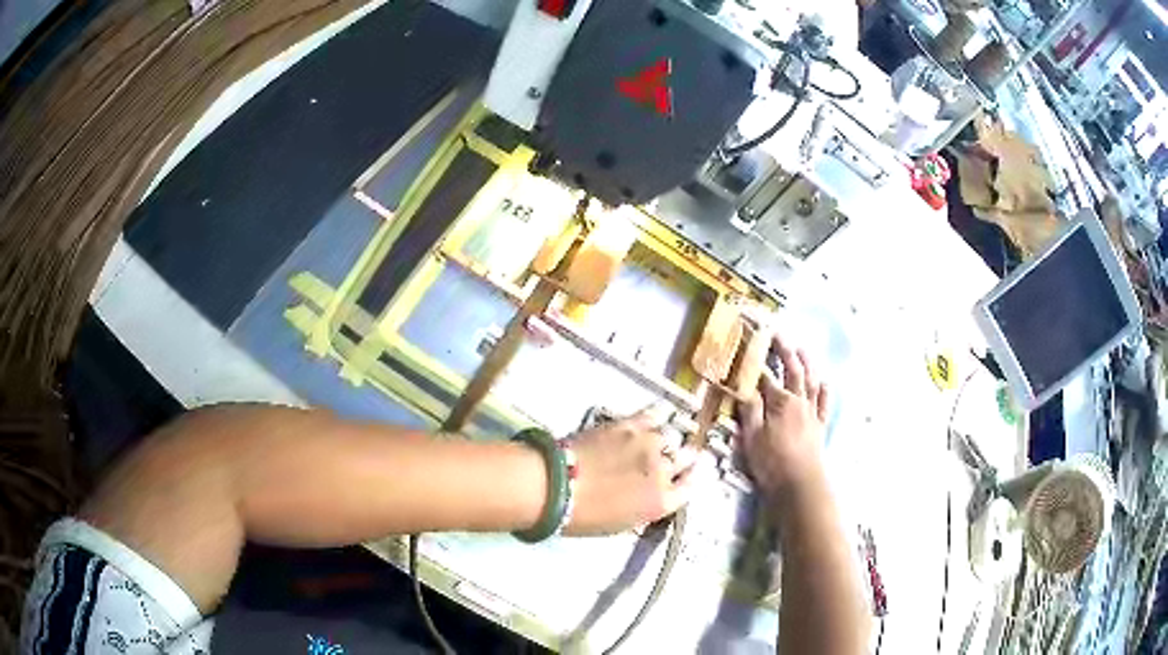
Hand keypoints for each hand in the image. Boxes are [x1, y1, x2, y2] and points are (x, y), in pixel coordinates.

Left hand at [563, 408, 703, 534]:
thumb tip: (651, 494)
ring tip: (657, 439)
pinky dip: (658, 414)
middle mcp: (664, 471)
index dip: (690, 478)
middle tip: (676, 456)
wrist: (558, 486)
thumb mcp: (623, 523)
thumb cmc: (584, 516)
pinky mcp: (631, 424)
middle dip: (684, 457)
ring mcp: (650, 444)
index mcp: (662, 502)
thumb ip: (646, 506)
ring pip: (670, 436)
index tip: (688, 473)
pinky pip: (654, 414)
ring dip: (665, 439)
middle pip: (686, 457)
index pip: (690, 486)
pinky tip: (658, 413)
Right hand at [737, 334, 828, 499]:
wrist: (800, 483)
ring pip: (810, 381)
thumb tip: (746, 388)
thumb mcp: (752, 438)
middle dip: (784, 350)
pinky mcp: (819, 426)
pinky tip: (824, 381)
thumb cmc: (772, 462)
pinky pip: (824, 402)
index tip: (749, 345)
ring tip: (801, 348)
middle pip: (792, 370)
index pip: (765, 376)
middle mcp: (798, 401)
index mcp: (779, 402)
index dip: (756, 360)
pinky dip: (824, 389)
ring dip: (806, 363)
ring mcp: (811, 413)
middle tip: (778, 334)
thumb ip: (750, 411)